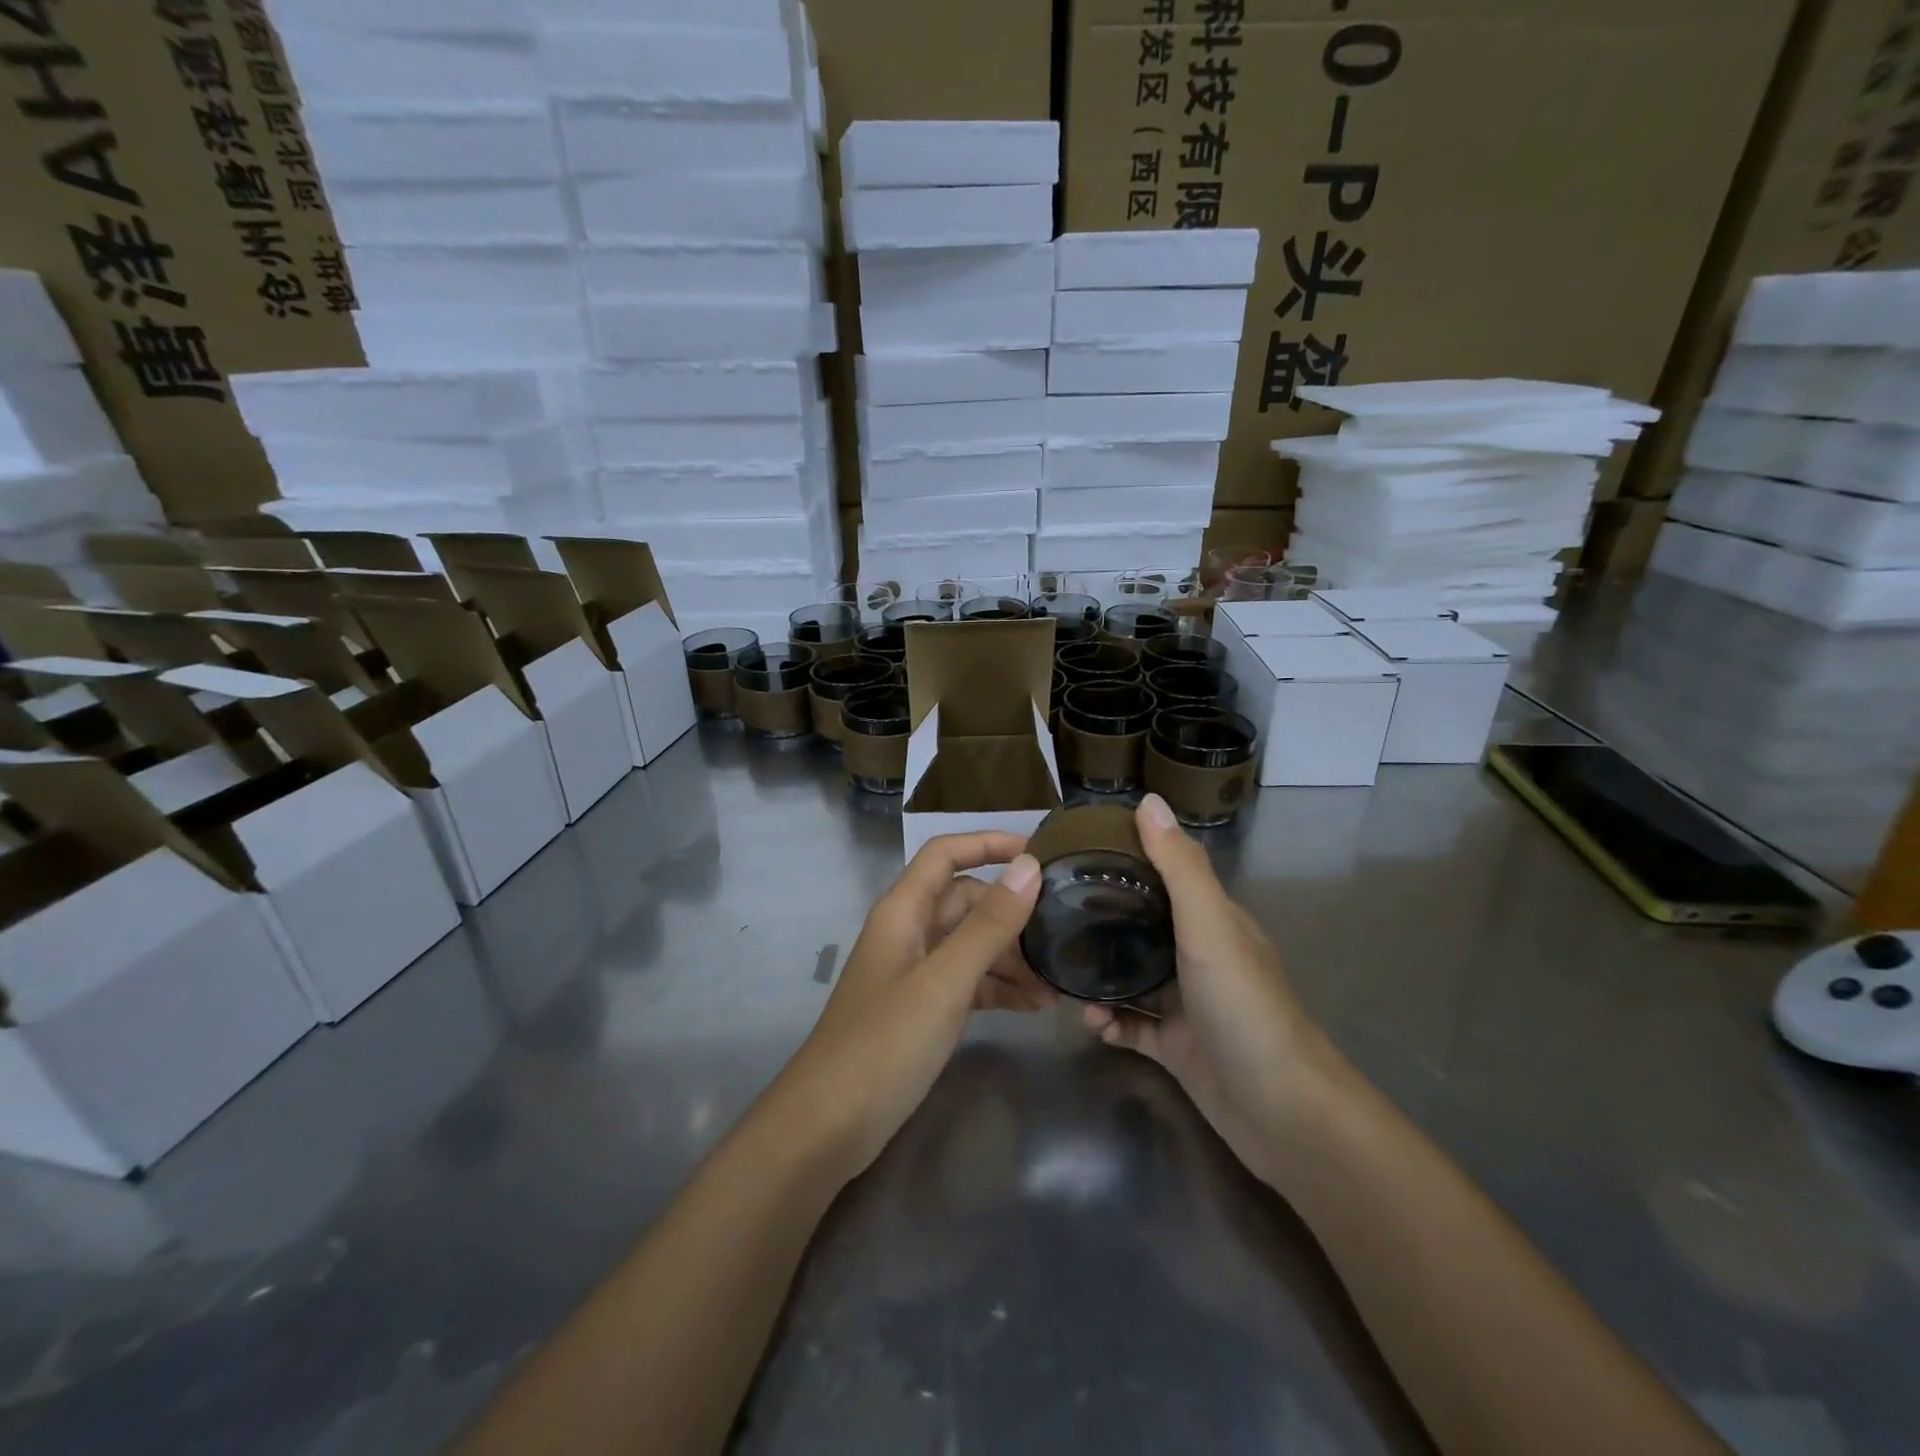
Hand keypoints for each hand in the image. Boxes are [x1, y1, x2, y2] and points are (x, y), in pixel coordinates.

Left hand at [771, 833, 1045, 1182]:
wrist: (830, 1125)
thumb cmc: (885, 1043)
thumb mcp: (945, 981)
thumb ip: (989, 925)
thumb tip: (1029, 867)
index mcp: (903, 910)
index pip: (946, 853)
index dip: (988, 843)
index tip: (1040, 853)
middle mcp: (908, 931)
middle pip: (966, 901)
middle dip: (1011, 915)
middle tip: (1061, 937)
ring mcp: (914, 971)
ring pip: (970, 944)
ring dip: (1011, 958)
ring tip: (1055, 986)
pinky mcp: (921, 1008)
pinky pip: (967, 981)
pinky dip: (998, 988)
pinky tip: (1032, 1008)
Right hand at [1083, 795, 1345, 1187]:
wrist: (1280, 1110)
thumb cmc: (1244, 1005)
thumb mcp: (1209, 926)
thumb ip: (1178, 868)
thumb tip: (1148, 800)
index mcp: (1212, 921)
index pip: (1165, 877)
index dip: (1126, 862)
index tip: (1077, 855)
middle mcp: (1198, 957)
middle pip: (1142, 928)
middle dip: (1101, 921)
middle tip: (1052, 916)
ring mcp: (1186, 1005)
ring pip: (1131, 978)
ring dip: (1099, 976)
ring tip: (1062, 975)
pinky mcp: (1175, 1048)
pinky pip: (1131, 1026)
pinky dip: (1109, 1022)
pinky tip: (1090, 1022)